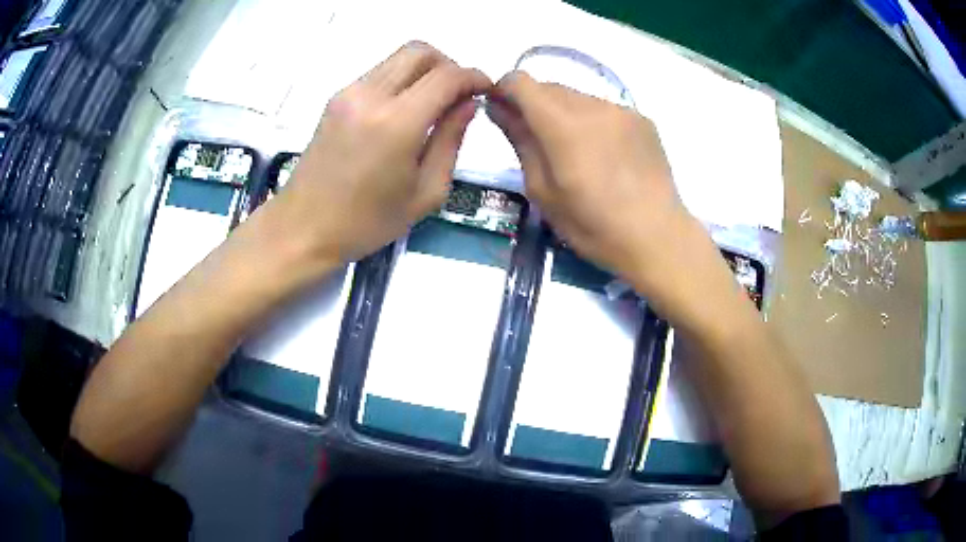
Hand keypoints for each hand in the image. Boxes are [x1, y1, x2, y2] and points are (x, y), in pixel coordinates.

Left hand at [269, 41, 490, 265]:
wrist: (303, 228)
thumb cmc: (367, 222)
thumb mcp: (426, 193)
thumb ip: (451, 141)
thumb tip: (468, 104)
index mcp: (397, 123)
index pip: (447, 76)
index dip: (474, 77)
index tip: (485, 91)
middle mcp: (371, 96)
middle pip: (420, 52)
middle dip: (449, 66)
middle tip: (458, 96)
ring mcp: (349, 93)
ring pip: (398, 58)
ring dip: (424, 72)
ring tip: (432, 106)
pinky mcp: (336, 99)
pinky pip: (379, 73)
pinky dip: (401, 81)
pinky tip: (403, 113)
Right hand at [487, 71, 695, 294]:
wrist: (657, 237)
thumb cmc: (593, 225)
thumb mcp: (543, 191)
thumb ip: (520, 141)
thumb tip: (498, 108)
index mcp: (563, 125)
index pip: (522, 82)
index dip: (504, 90)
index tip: (502, 111)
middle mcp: (592, 105)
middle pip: (550, 87)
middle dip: (534, 104)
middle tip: (537, 140)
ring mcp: (622, 110)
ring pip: (578, 97)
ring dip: (564, 113)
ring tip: (574, 151)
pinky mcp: (642, 120)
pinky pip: (604, 109)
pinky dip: (592, 121)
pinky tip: (603, 154)